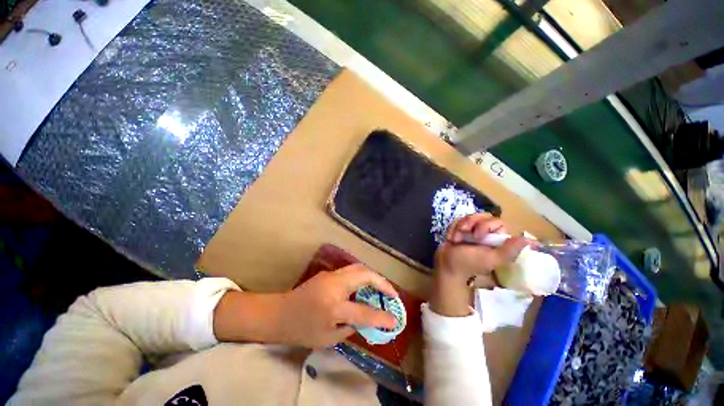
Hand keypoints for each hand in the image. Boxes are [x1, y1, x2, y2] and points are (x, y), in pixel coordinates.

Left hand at [277, 264, 397, 347]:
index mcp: (333, 307)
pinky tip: (365, 286)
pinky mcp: (329, 272)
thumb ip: (351, 328)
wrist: (279, 313)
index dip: (381, 317)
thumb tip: (368, 320)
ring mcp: (331, 275)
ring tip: (382, 288)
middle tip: (392, 294)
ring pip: (359, 268)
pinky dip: (363, 276)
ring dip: (373, 276)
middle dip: (382, 282)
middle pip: (364, 275)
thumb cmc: (301, 330)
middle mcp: (334, 286)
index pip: (363, 311)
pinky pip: (351, 270)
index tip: (394, 320)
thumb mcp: (327, 339)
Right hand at [430, 213, 526, 316]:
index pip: (496, 222)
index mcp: (497, 241)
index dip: (485, 225)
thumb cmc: (468, 263)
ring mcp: (472, 232)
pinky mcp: (461, 231)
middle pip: (482, 216)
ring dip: (460, 226)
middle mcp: (486, 234)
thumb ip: (508, 251)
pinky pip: (459, 221)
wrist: (446, 265)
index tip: (477, 236)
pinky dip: (453, 229)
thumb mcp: (490, 259)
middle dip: (470, 224)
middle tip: (464, 234)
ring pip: (469, 217)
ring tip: (455, 239)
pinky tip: (451, 239)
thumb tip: (527, 240)